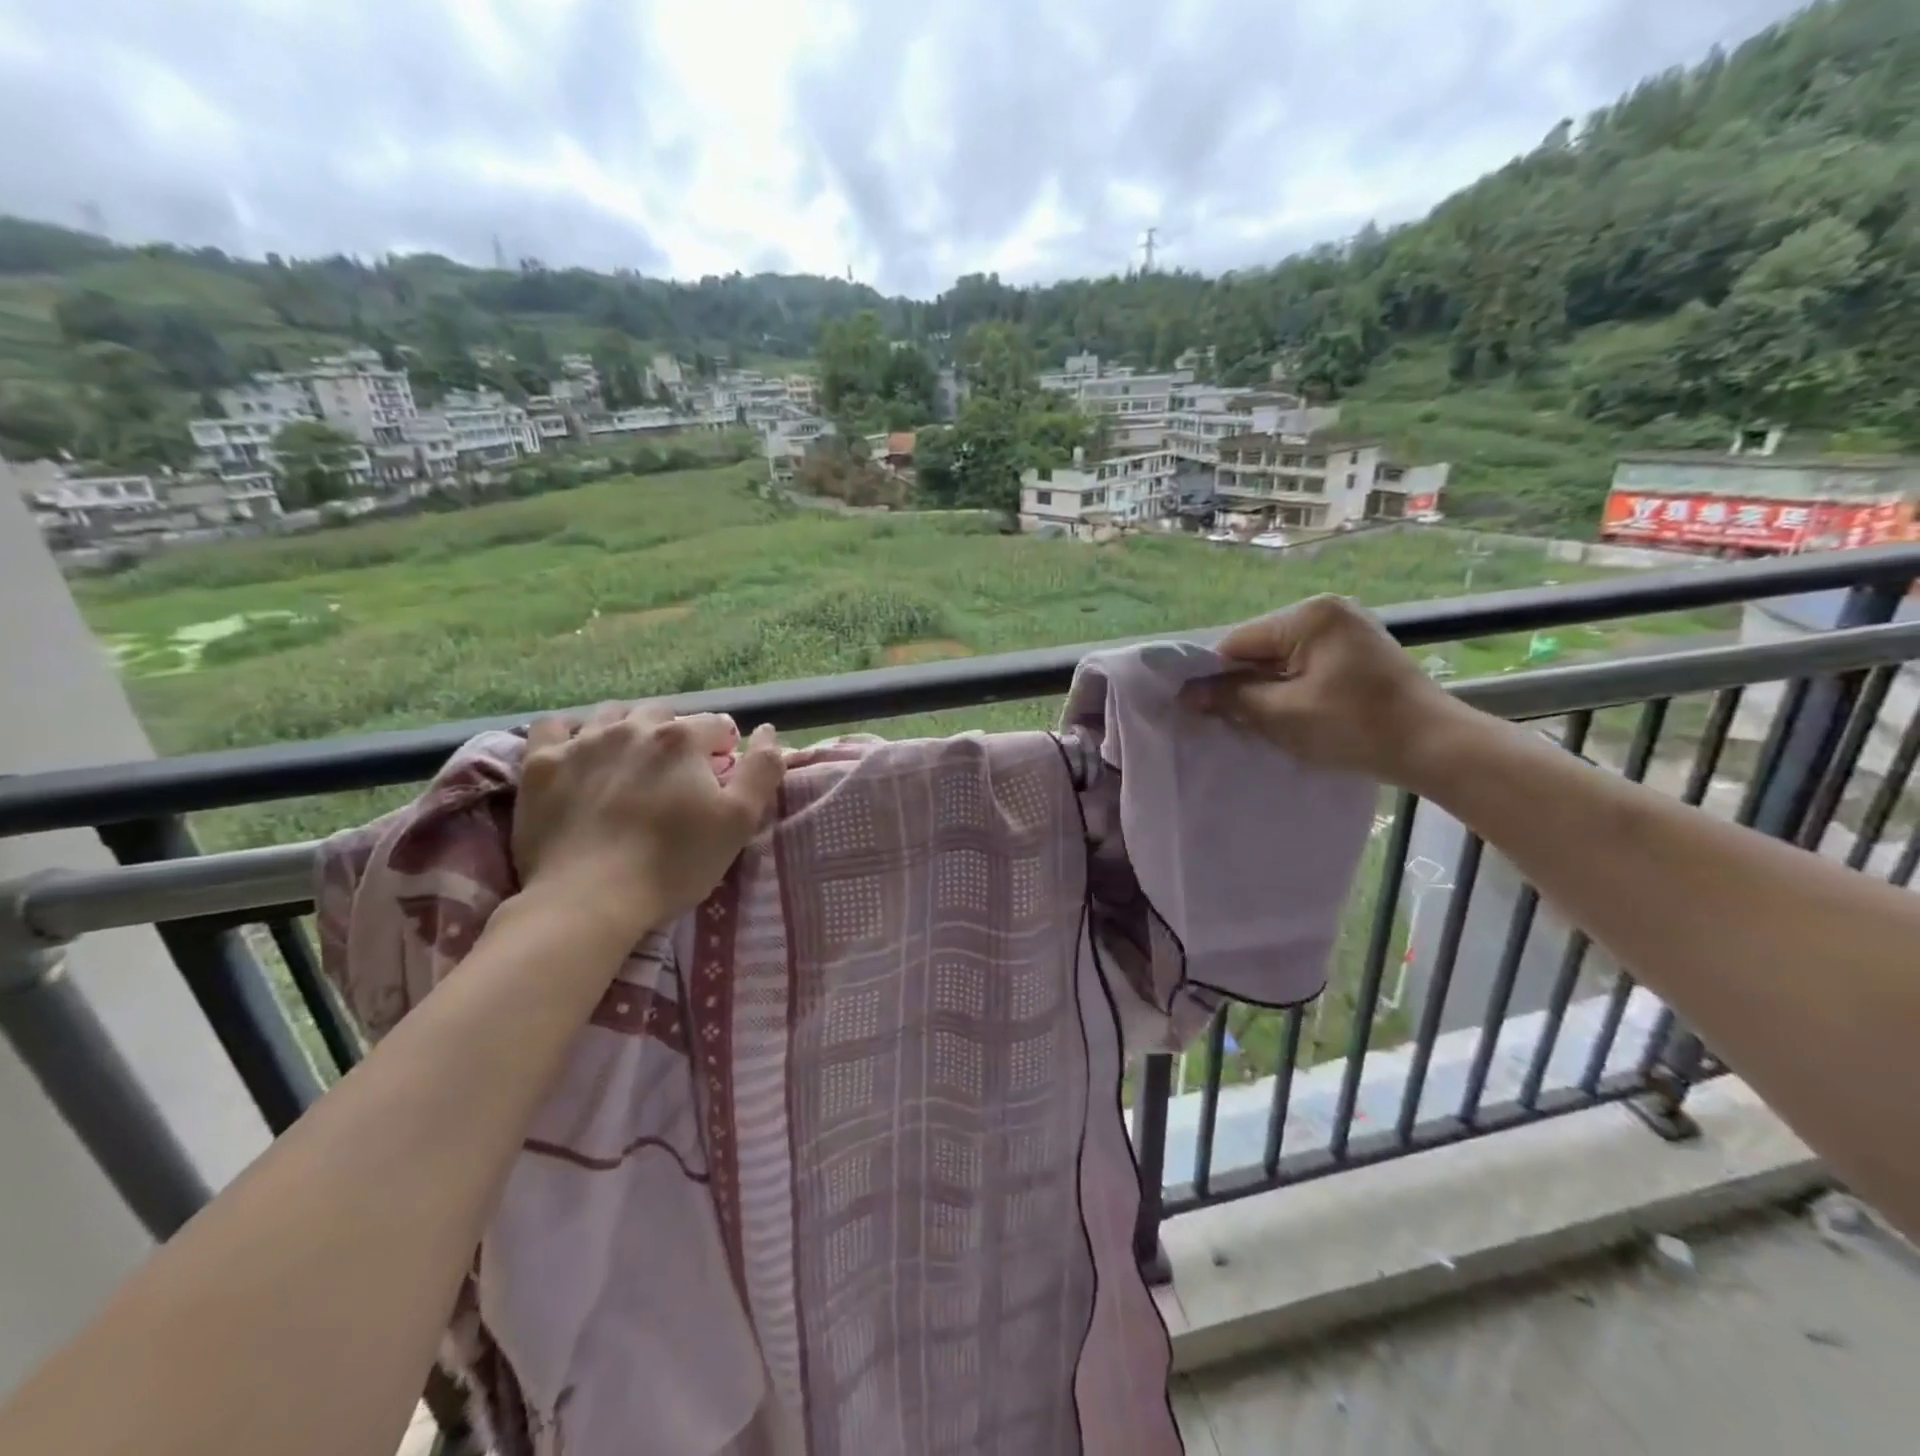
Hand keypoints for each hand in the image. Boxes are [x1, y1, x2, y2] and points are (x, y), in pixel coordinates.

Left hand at [512, 704, 782, 942]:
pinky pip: (553, 726)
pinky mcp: (541, 765)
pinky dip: (569, 733)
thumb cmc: (674, 862)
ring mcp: (581, 742)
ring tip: (631, 762)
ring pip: (612, 714)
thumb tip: (770, 731)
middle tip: (677, 773)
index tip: (720, 777)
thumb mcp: (739, 821)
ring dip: (628, 728)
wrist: (588, 900)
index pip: (716, 725)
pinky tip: (577, 752)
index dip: (724, 749)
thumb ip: (762, 770)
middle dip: (677, 735)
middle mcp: (632, 727)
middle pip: (664, 714)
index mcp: (683, 739)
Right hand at [1181, 595, 1462, 783]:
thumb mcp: (1283, 714)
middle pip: (1260, 649)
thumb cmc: (1355, 726)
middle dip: (1245, 684)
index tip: (1203, 709)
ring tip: (1266, 721)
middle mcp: (1327, 611)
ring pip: (1282, 660)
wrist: (1436, 747)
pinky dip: (1293, 690)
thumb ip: (1232, 698)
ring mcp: (1347, 629)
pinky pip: (1307, 666)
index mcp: (1309, 615)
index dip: (1216, 676)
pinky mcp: (1359, 651)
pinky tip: (1295, 715)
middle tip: (1235, 720)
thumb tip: (1187, 693)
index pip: (1239, 642)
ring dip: (1269, 690)